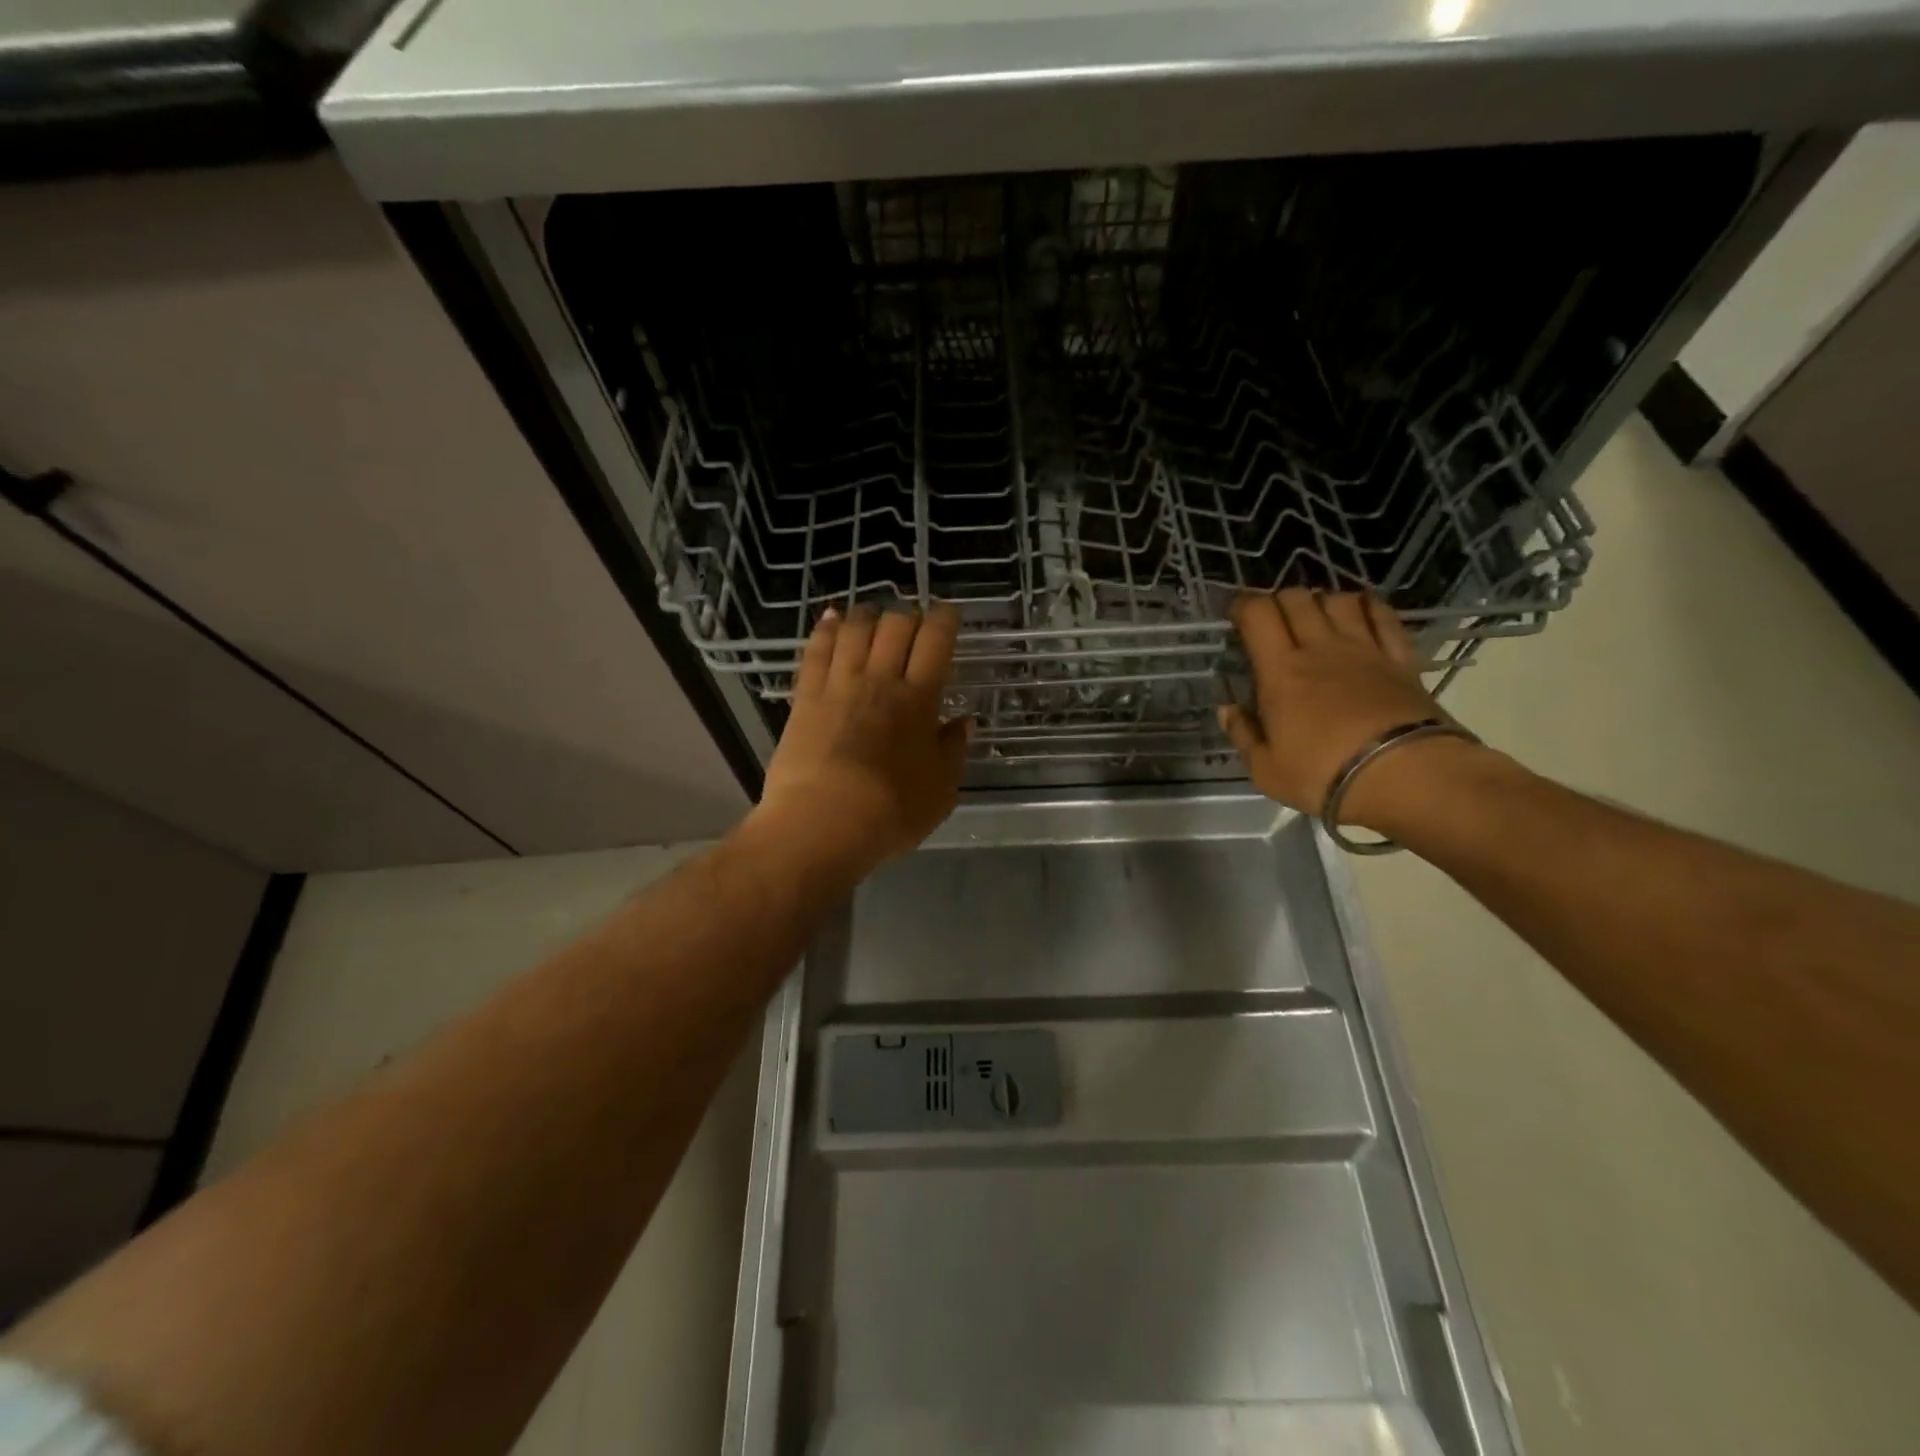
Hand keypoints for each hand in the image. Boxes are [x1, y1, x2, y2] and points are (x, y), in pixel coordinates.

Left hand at [749, 603, 971, 885]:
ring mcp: (838, 685)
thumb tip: (963, 722)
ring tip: (876, 616)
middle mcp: (879, 680)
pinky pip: (816, 650)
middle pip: (895, 625)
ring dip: (869, 615)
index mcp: (918, 699)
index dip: (945, 619)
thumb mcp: (940, 791)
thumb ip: (953, 751)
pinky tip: (833, 619)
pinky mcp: (805, 697)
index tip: (950, 614)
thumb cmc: (890, 814)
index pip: (935, 641)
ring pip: (855, 629)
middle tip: (914, 625)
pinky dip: (827, 629)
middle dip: (909, 615)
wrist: (820, 826)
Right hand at [1220, 589, 1468, 830]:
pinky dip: (1368, 606)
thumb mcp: (1266, 769)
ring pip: (1339, 600)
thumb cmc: (1324, 774)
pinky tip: (1362, 609)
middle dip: (1277, 600)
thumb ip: (1243, 734)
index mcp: (1281, 671)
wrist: (1405, 777)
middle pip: (1297, 599)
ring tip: (1314, 616)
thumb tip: (1227, 709)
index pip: (1258, 615)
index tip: (1234, 613)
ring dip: (1321, 600)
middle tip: (1270, 620)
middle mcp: (1321, 648)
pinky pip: (1384, 616)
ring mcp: (1365, 649)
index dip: (1242, 605)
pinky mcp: (1401, 659)